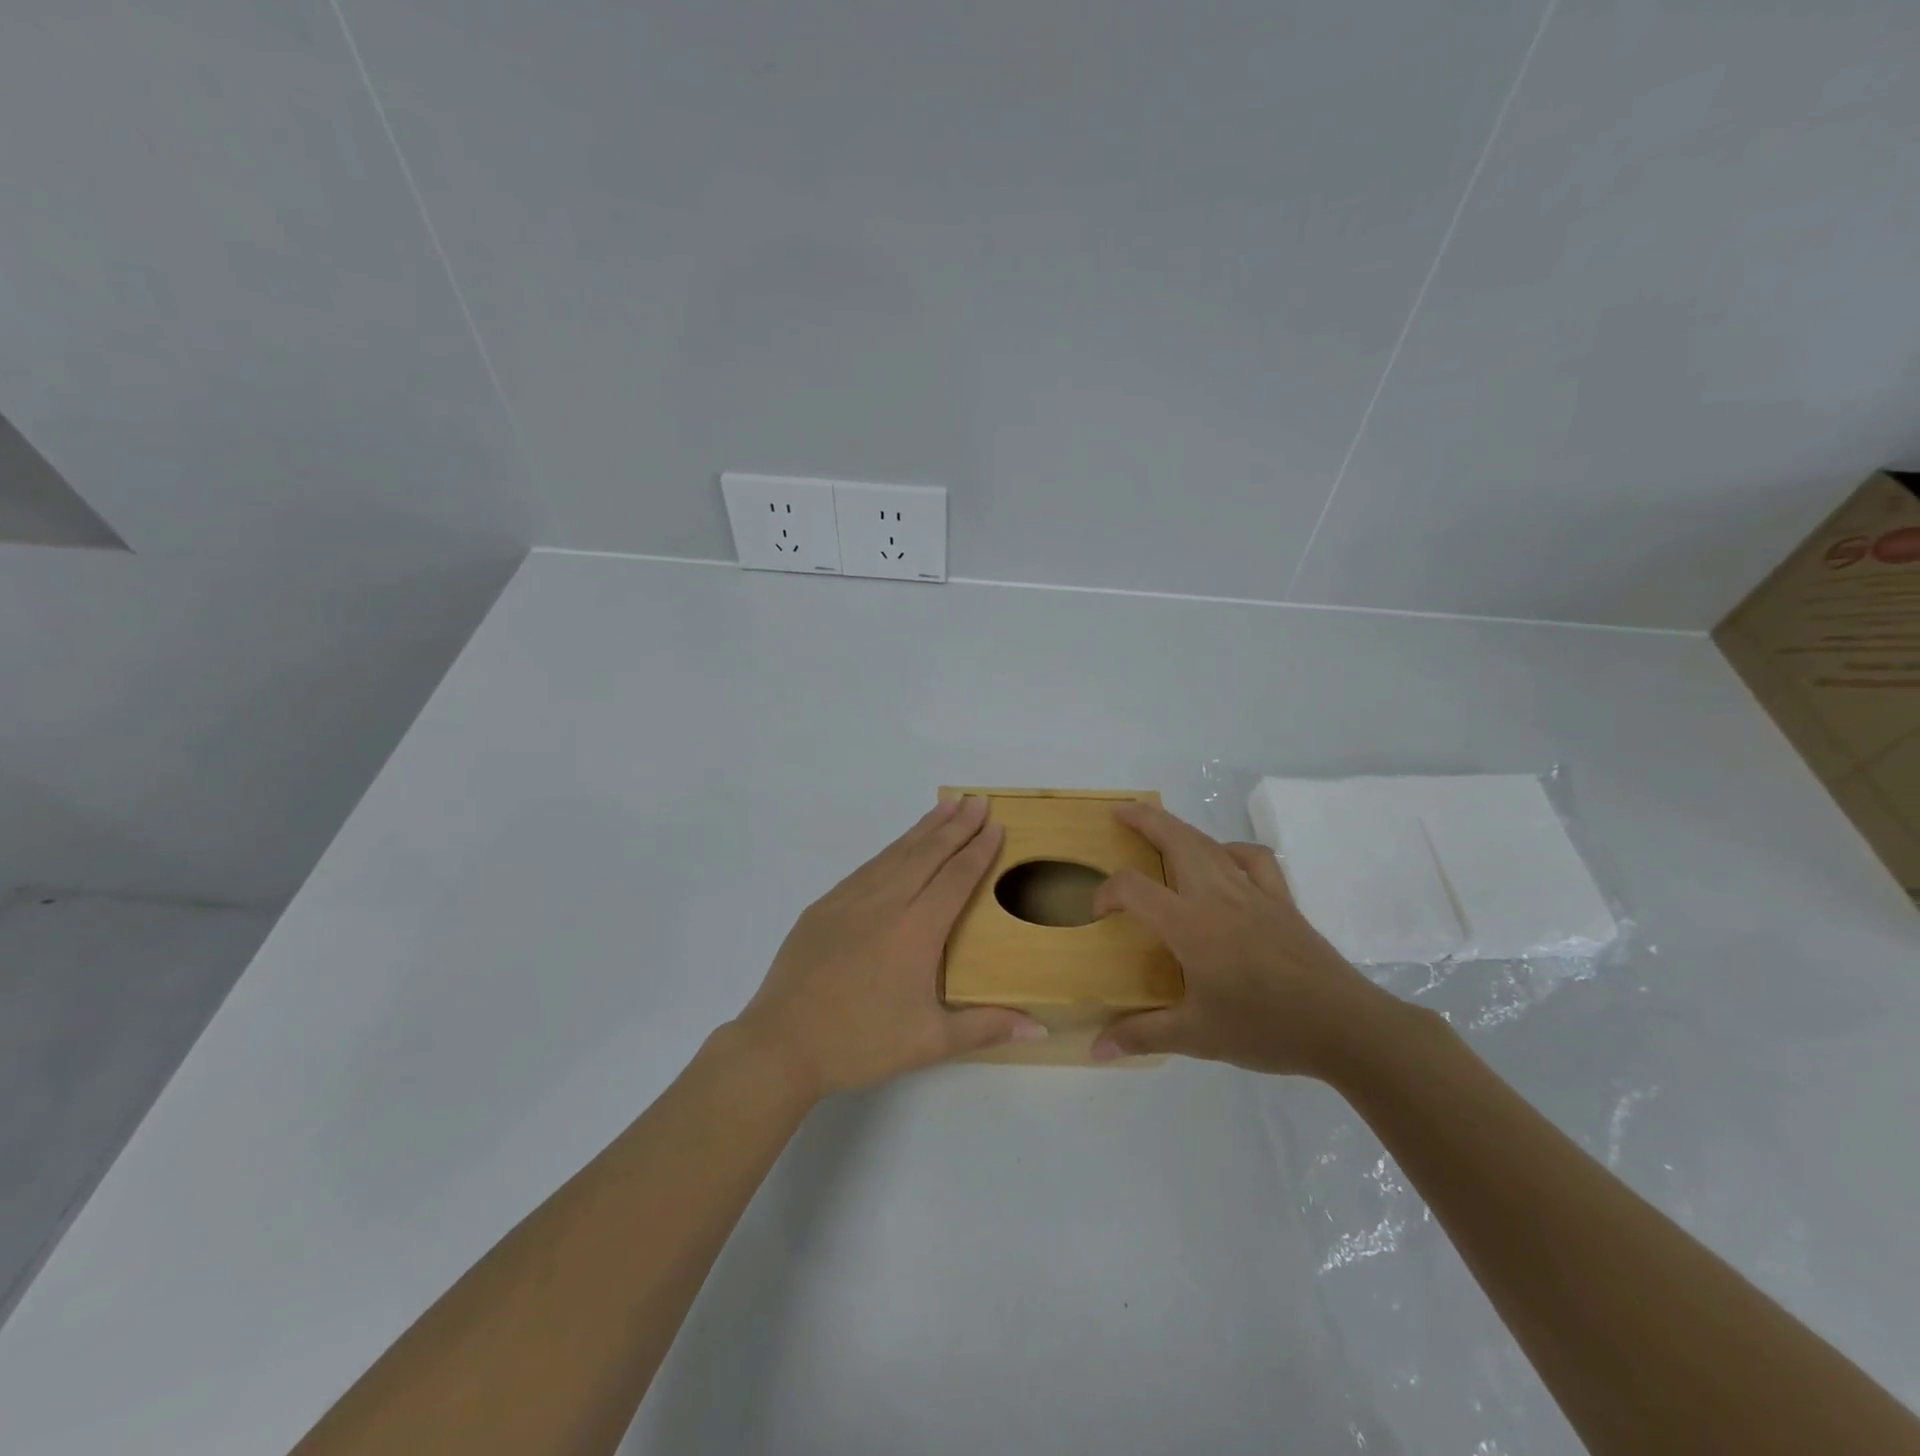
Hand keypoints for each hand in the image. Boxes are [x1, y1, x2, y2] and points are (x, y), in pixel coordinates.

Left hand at [733, 797, 1046, 1098]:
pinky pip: (868, 866)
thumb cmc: (861, 1042)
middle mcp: (886, 902)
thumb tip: (1041, 1027)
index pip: (956, 877)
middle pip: (929, 853)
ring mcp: (850, 899)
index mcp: (917, 930)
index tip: (996, 825)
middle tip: (978, 800)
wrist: (782, 1042)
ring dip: (925, 828)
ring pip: (896, 853)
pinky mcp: (825, 905)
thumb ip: (986, 1028)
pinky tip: (899, 846)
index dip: (979, 850)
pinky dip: (891, 848)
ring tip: (946, 806)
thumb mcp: (929, 1042)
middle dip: (957, 824)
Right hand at [1090, 802, 1398, 1076]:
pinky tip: (1223, 860)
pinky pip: (1254, 859)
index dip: (1107, 892)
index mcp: (1190, 925)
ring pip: (1210, 843)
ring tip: (1161, 827)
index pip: (1134, 888)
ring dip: (1180, 828)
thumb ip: (1142, 1035)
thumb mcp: (1197, 1038)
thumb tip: (1095, 1049)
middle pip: (1176, 839)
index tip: (1098, 914)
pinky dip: (1232, 849)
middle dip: (1144, 820)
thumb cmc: (1265, 1028)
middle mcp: (1218, 896)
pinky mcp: (1282, 900)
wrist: (1344, 1027)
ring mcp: (1254, 893)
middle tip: (1119, 812)